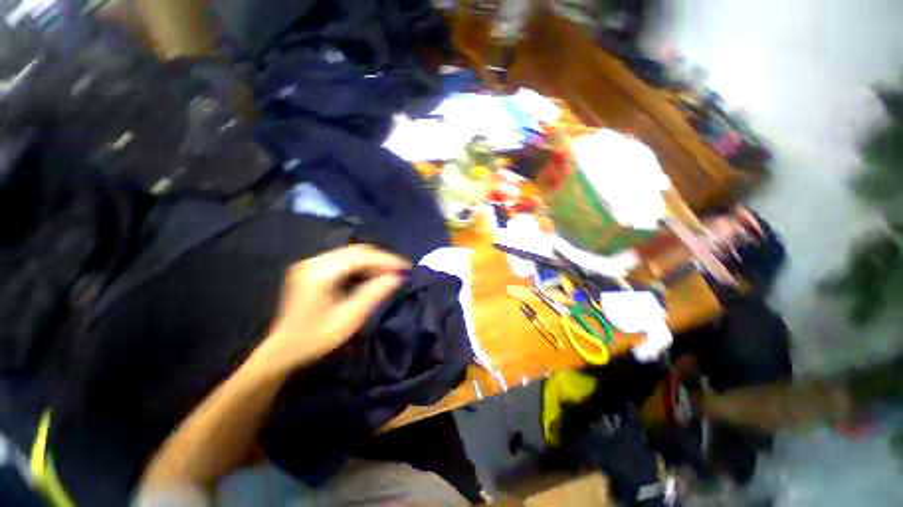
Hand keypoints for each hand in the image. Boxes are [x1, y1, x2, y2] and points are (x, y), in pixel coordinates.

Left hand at [249, 245, 409, 374]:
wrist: (282, 350)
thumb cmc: (315, 339)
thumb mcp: (349, 319)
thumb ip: (374, 295)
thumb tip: (397, 277)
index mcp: (320, 273)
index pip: (361, 256)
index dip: (386, 259)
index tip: (406, 267)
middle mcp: (314, 262)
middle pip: (356, 251)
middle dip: (382, 259)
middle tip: (401, 269)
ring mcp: (311, 263)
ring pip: (351, 254)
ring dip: (373, 262)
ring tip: (390, 272)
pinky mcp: (312, 269)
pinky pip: (344, 260)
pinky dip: (362, 265)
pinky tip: (372, 274)